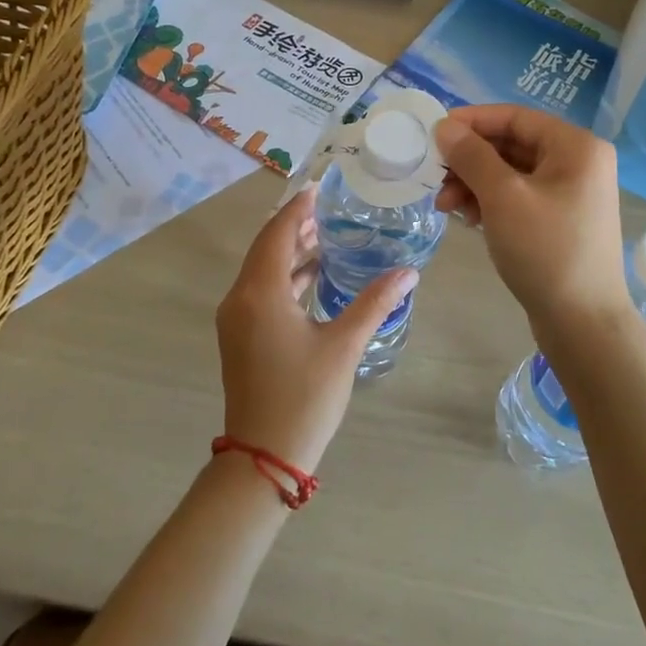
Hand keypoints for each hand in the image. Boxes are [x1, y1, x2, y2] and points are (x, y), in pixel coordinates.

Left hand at [214, 182, 416, 473]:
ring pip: (262, 270)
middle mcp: (240, 298)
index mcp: (260, 293)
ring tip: (327, 238)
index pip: (278, 233)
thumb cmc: (304, 397)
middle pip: (267, 247)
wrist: (263, 457)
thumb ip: (374, 303)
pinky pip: (260, 291)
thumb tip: (408, 272)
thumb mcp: (344, 346)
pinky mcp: (240, 336)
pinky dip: (285, 277)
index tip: (320, 188)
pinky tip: (313, 278)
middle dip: (296, 226)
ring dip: (291, 252)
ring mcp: (236, 319)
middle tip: (330, 211)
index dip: (298, 208)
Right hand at [434, 105, 632, 331]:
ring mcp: (570, 193)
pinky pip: (518, 197)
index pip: (515, 117)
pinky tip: (466, 217)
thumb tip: (445, 127)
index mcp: (576, 147)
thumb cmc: (545, 250)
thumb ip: (472, 156)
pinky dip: (490, 202)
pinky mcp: (559, 220)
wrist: (582, 323)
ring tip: (445, 205)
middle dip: (470, 159)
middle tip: (435, 175)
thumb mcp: (503, 197)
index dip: (472, 121)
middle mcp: (578, 163)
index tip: (434, 132)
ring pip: (511, 173)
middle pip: (512, 145)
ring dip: (475, 183)